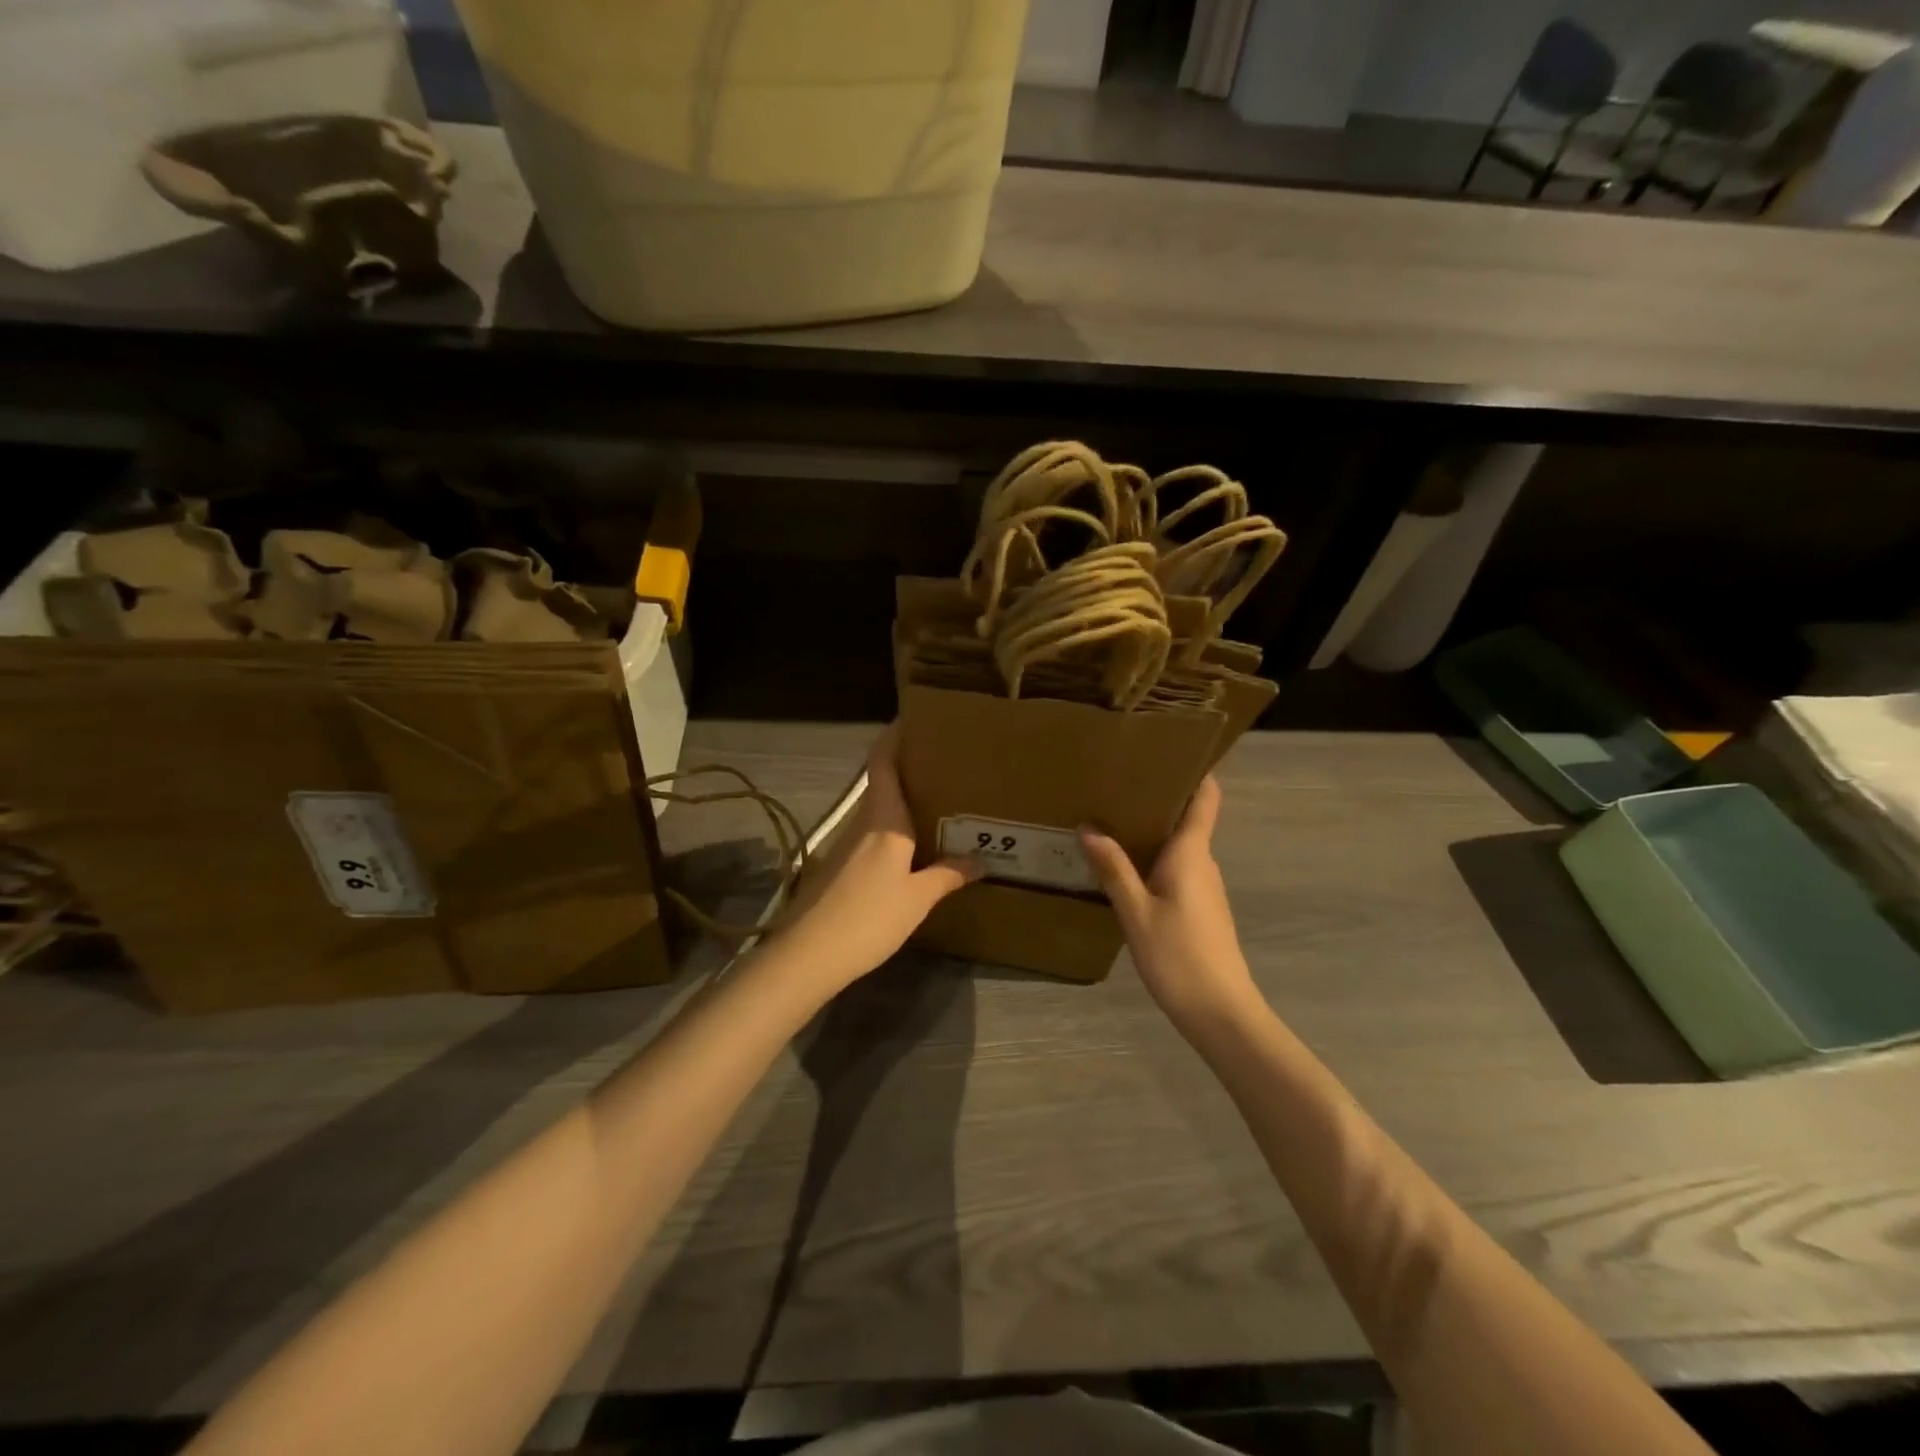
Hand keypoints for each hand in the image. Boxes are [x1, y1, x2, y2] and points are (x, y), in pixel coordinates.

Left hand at [776, 724, 982, 986]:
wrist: (808, 954)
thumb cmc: (869, 917)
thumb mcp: (918, 899)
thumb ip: (948, 875)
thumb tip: (980, 861)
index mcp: (883, 819)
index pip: (883, 762)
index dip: (893, 736)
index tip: (912, 719)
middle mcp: (862, 823)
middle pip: (881, 782)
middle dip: (907, 768)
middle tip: (943, 764)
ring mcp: (845, 845)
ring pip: (876, 810)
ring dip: (900, 801)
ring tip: (936, 802)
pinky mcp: (838, 867)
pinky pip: (871, 835)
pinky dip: (892, 829)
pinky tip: (911, 848)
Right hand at [1079, 776, 1259, 1029]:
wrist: (1221, 1013)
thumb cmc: (1179, 956)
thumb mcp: (1136, 912)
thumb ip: (1114, 869)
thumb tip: (1088, 827)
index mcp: (1191, 853)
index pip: (1205, 798)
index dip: (1195, 771)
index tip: (1168, 751)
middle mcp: (1203, 862)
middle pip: (1187, 818)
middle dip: (1157, 799)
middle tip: (1115, 784)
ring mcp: (1205, 887)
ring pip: (1179, 846)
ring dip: (1151, 831)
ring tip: (1110, 820)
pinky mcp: (1201, 908)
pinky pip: (1176, 869)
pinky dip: (1153, 859)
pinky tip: (1124, 867)